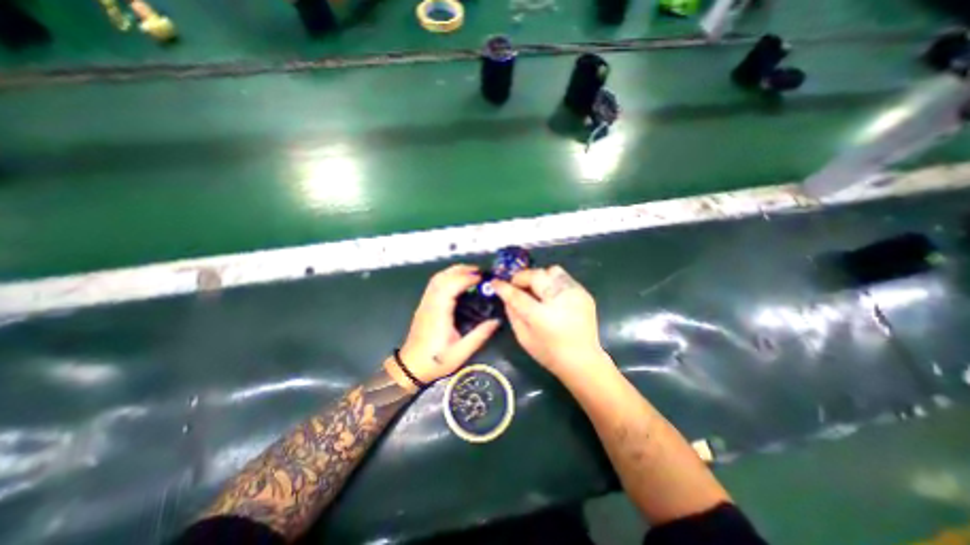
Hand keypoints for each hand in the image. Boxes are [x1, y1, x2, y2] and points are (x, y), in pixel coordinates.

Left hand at [396, 263, 499, 384]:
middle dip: (460, 270)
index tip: (481, 278)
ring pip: (437, 278)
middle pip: (442, 277)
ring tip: (470, 273)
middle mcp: (430, 304)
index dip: (466, 278)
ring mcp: (425, 303)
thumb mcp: (461, 352)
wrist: (411, 367)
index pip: (450, 286)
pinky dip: (447, 277)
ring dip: (453, 271)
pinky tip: (457, 282)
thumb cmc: (436, 361)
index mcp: (439, 314)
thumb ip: (479, 335)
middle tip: (479, 271)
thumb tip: (496, 320)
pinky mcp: (424, 305)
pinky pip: (434, 284)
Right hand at [493, 263, 602, 377]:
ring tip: (536, 288)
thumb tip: (506, 295)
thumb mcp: (524, 338)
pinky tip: (551, 295)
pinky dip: (553, 282)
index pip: (518, 296)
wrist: (583, 360)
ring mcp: (575, 295)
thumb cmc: (549, 354)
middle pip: (536, 275)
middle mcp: (560, 301)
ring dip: (539, 276)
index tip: (495, 282)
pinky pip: (564, 278)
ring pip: (552, 270)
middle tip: (517, 284)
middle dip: (522, 277)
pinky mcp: (584, 293)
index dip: (504, 287)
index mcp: (542, 317)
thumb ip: (513, 314)